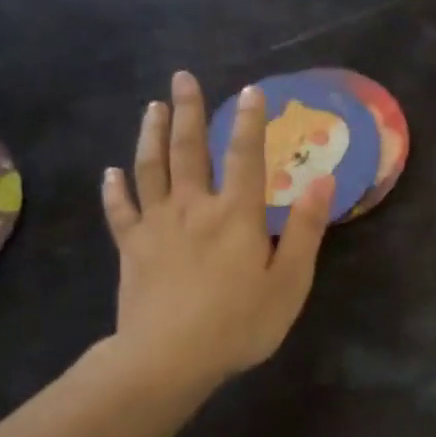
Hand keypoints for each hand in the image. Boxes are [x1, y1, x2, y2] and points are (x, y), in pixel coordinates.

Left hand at [101, 71, 332, 396]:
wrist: (170, 357)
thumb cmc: (241, 322)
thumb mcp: (290, 281)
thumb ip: (307, 229)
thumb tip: (323, 181)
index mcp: (236, 214)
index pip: (245, 155)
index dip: (250, 121)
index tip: (251, 90)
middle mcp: (194, 207)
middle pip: (188, 150)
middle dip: (188, 111)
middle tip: (183, 78)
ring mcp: (156, 225)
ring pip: (150, 169)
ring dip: (151, 134)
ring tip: (153, 107)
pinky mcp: (131, 248)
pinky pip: (120, 210)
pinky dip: (115, 188)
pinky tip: (112, 173)